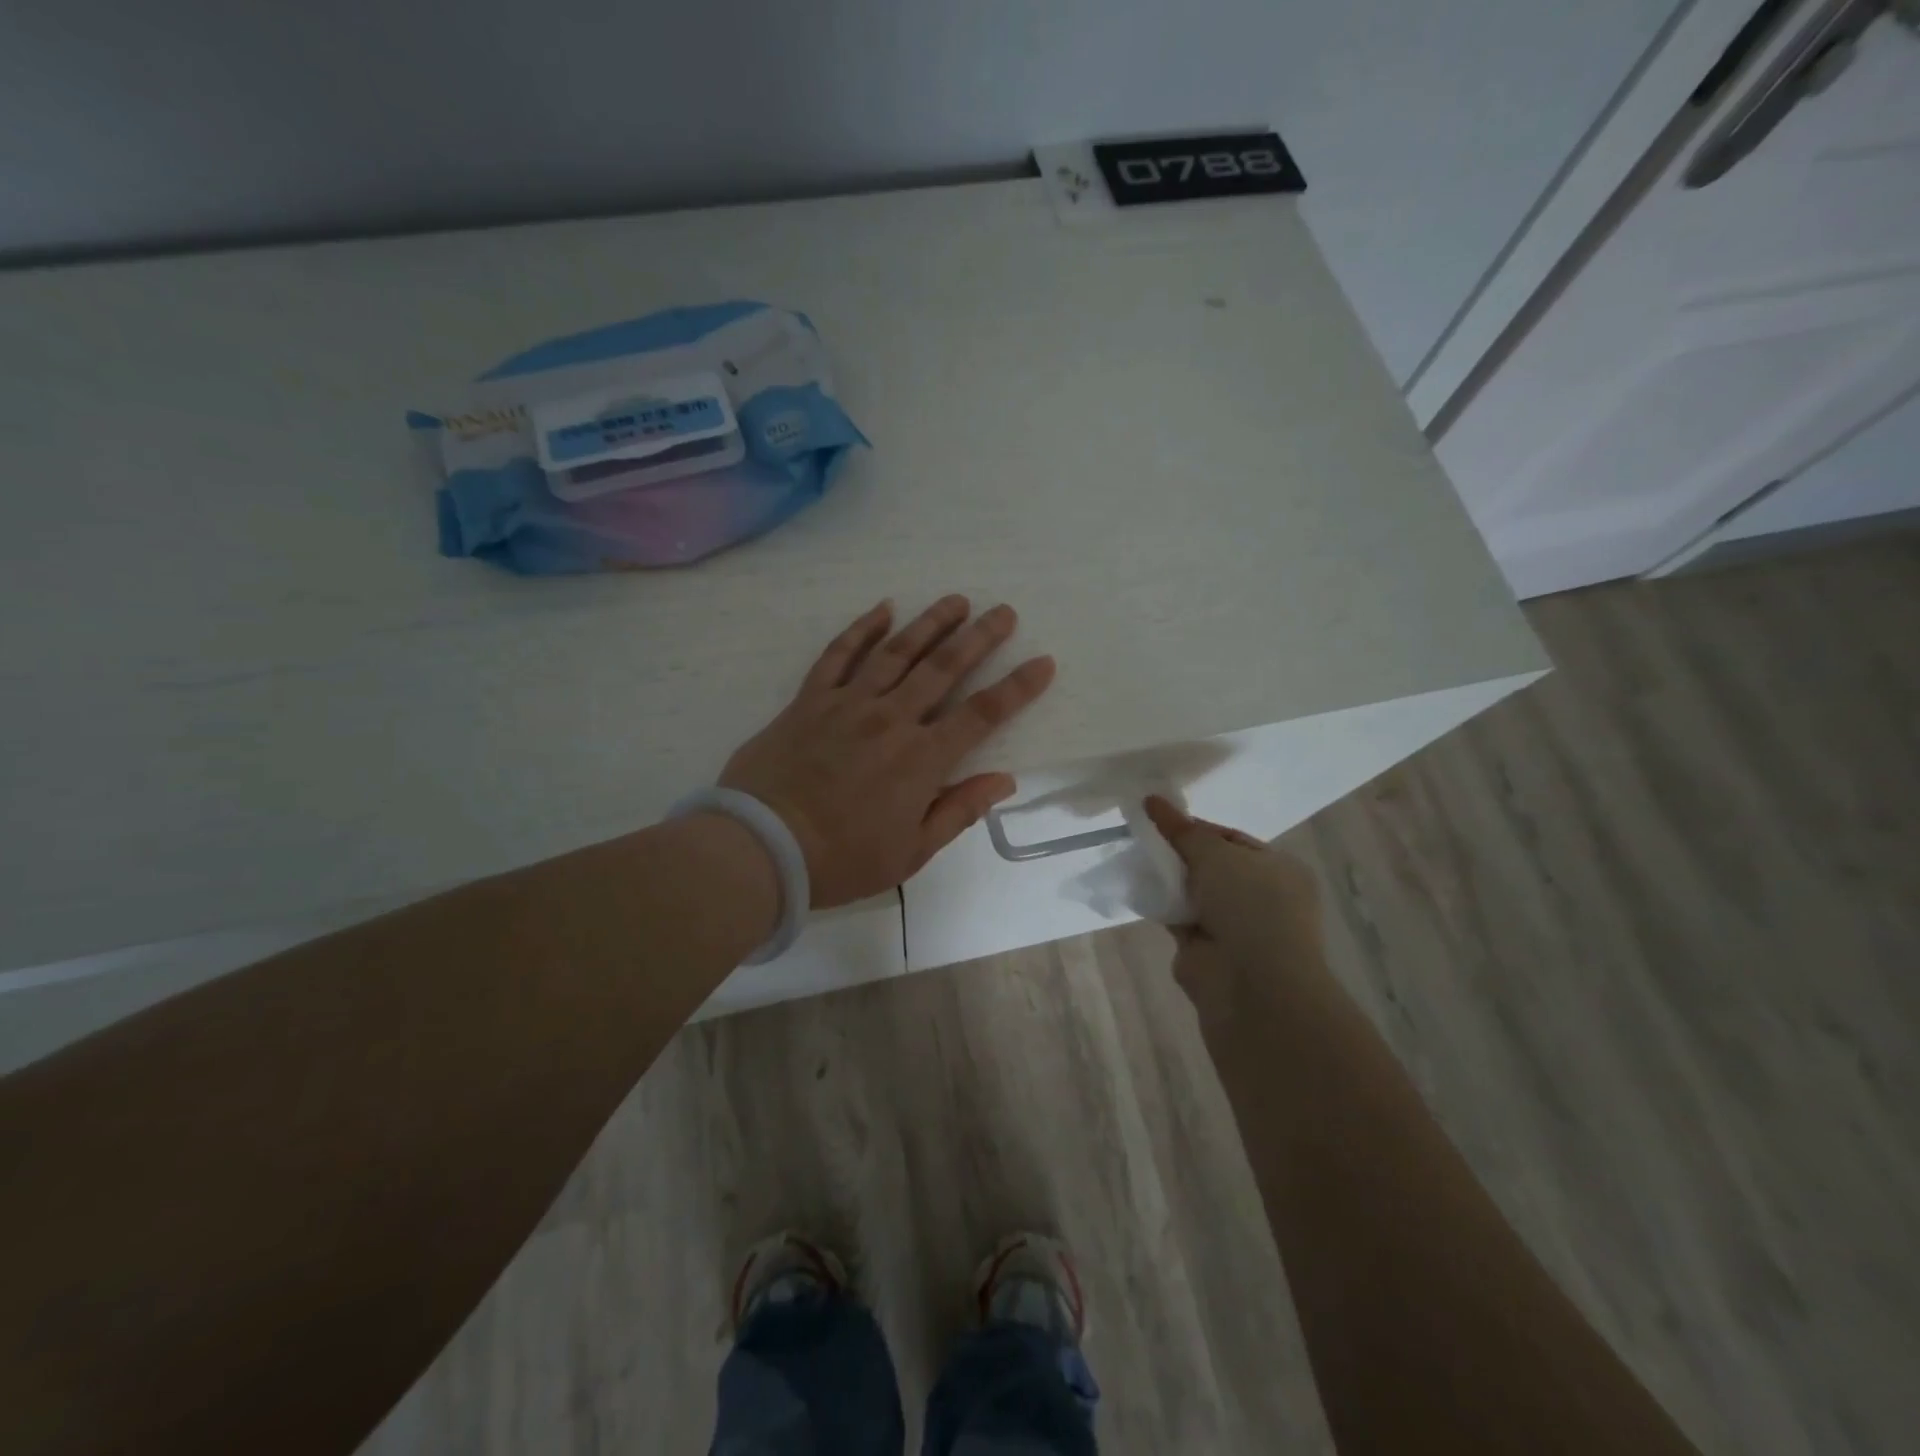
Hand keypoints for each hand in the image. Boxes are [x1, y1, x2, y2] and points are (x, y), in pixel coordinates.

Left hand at [721, 596, 1056, 907]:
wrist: (763, 847)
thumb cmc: (843, 859)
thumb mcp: (912, 851)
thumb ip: (959, 810)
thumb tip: (1004, 780)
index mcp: (922, 759)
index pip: (982, 714)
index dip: (1017, 687)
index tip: (1043, 662)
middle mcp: (892, 719)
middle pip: (944, 668)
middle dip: (979, 637)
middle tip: (1004, 612)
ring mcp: (848, 704)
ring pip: (897, 652)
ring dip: (930, 623)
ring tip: (956, 600)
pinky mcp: (810, 700)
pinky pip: (838, 655)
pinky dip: (861, 629)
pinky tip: (883, 608)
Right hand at [1144, 796, 1325, 1020]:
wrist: (1251, 984)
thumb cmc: (1249, 906)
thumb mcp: (1215, 854)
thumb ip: (1181, 830)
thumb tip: (1152, 800)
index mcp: (1278, 869)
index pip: (1231, 839)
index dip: (1196, 828)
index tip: (1160, 819)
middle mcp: (1260, 897)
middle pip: (1210, 865)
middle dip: (1179, 853)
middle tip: (1142, 835)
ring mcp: (1233, 926)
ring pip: (1192, 892)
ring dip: (1168, 879)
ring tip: (1134, 856)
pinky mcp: (1204, 949)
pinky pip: (1177, 916)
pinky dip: (1161, 905)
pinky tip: (1137, 887)